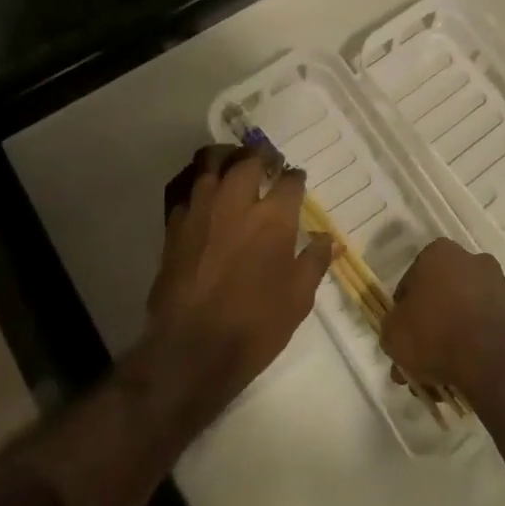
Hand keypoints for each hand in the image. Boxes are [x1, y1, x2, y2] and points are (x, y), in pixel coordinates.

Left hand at [138, 144, 336, 423]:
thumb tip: (330, 239)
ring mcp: (202, 210)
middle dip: (262, 156)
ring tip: (234, 162)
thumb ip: (314, 262)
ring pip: (211, 162)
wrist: (191, 350)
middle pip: (249, 160)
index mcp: (273, 218)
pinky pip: (184, 187)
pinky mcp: (174, 225)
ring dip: (226, 156)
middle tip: (268, 162)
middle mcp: (237, 203)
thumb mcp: (298, 298)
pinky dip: (196, 181)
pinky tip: (203, 190)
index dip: (295, 177)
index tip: (296, 180)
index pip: (289, 181)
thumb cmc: (255, 326)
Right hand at [381, 239, 504, 405]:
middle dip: (431, 325)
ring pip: (467, 312)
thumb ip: (392, 327)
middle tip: (420, 359)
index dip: (404, 309)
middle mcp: (473, 260)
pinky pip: (489, 327)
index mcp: (440, 253)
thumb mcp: (393, 334)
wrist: (492, 361)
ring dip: (455, 336)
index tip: (402, 334)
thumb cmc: (435, 335)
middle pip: (443, 294)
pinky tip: (467, 373)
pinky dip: (479, 344)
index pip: (413, 280)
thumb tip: (399, 331)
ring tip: (443, 375)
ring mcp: (500, 285)